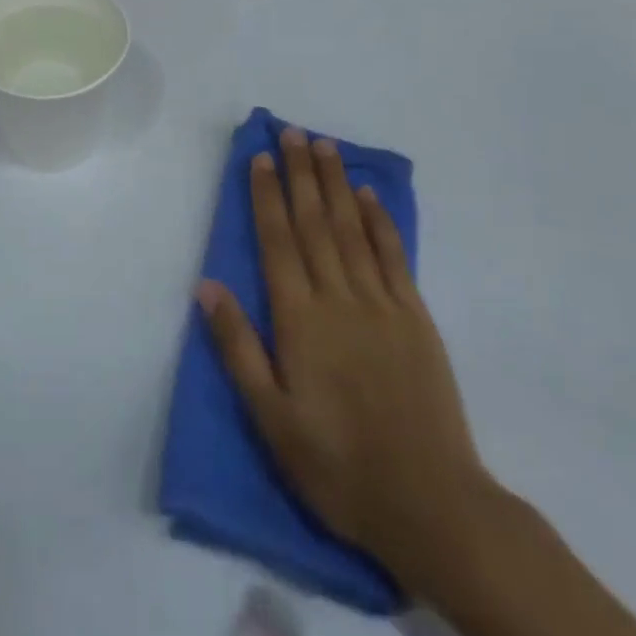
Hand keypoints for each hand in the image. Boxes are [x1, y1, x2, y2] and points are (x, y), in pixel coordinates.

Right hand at [196, 126, 490, 592]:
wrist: (430, 503)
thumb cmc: (337, 465)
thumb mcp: (271, 418)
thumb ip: (238, 347)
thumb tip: (206, 285)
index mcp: (300, 319)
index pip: (278, 241)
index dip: (267, 196)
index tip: (261, 157)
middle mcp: (338, 297)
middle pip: (314, 222)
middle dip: (300, 173)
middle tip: (291, 131)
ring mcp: (381, 303)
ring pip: (351, 228)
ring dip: (335, 183)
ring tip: (323, 145)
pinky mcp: (415, 317)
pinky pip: (393, 256)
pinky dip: (379, 221)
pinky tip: (368, 195)